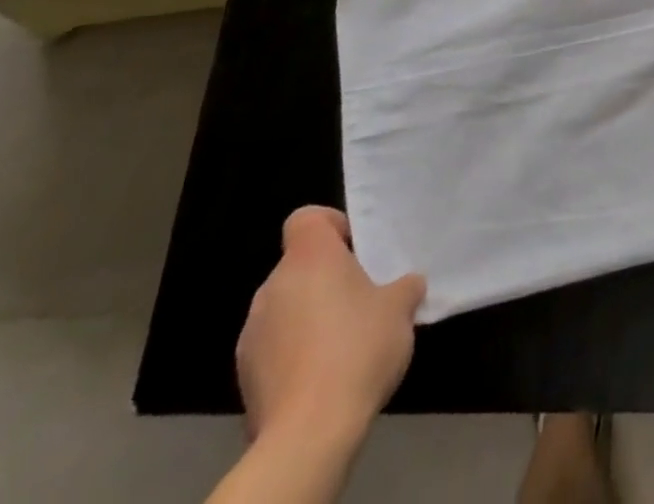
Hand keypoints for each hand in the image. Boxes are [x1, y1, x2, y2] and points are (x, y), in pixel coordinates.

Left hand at [236, 206, 424, 453]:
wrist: (308, 434)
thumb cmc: (357, 349)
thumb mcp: (400, 308)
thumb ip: (404, 286)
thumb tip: (408, 284)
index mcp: (309, 258)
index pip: (306, 218)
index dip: (331, 226)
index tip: (356, 249)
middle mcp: (273, 286)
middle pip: (300, 266)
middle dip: (327, 278)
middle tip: (362, 299)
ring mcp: (253, 333)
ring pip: (287, 307)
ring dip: (310, 316)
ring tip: (344, 344)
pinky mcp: (245, 377)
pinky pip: (275, 348)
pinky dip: (295, 353)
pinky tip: (323, 377)